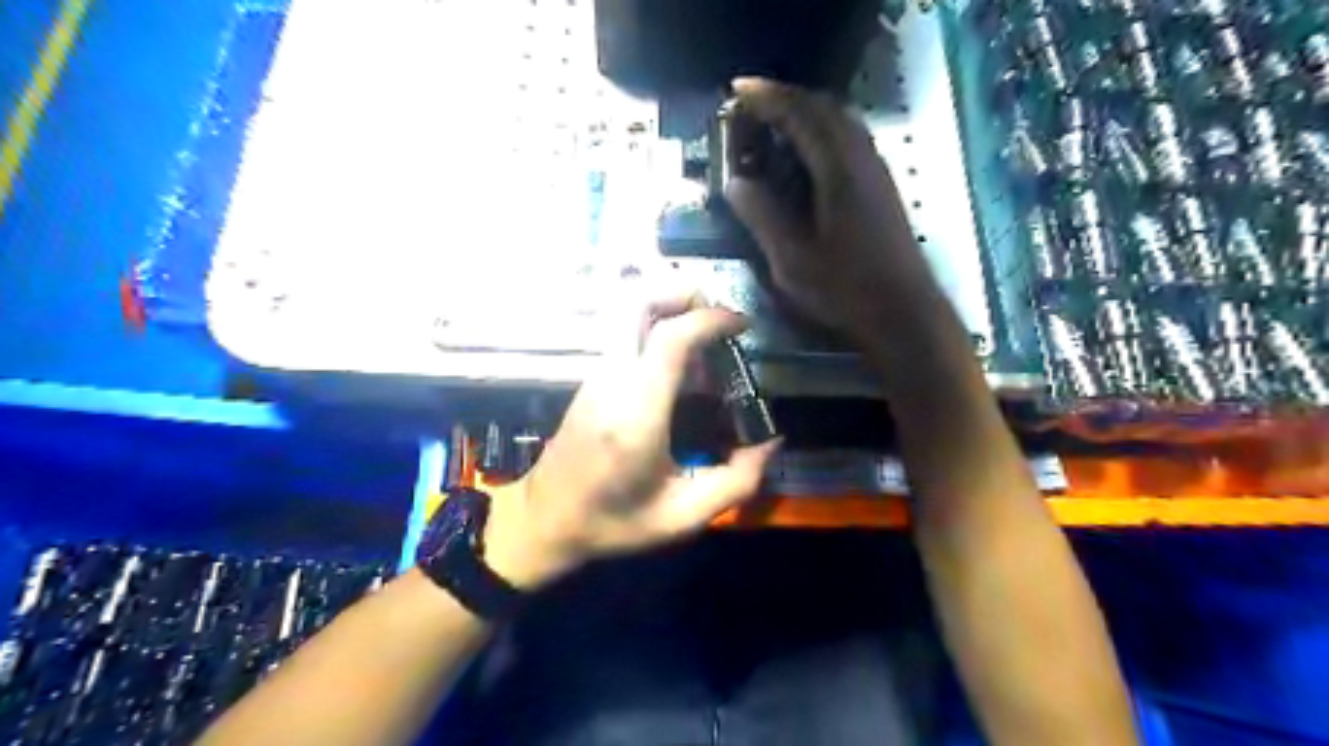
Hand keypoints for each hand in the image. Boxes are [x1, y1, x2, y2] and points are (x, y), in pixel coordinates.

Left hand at [486, 294, 779, 590]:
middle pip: (636, 301)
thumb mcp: (683, 517)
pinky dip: (655, 327)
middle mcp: (612, 380)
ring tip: (704, 336)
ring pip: (626, 312)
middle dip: (680, 291)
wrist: (545, 521)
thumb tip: (770, 442)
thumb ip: (736, 482)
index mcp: (637, 413)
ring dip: (668, 307)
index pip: (670, 338)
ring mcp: (596, 375)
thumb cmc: (613, 522)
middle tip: (716, 314)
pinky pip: (623, 333)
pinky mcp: (591, 379)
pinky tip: (680, 364)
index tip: (742, 324)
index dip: (710, 319)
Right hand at [725, 75, 931, 340]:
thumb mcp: (792, 260)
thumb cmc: (845, 290)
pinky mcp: (882, 188)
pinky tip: (806, 154)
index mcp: (839, 172)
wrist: (902, 312)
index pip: (801, 115)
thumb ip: (763, 217)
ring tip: (774, 123)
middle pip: (826, 108)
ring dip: (807, 113)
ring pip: (842, 122)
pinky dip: (823, 132)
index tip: (737, 91)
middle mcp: (862, 160)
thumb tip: (735, 183)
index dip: (768, 97)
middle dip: (787, 98)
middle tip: (752, 104)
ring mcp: (877, 172)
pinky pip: (851, 140)